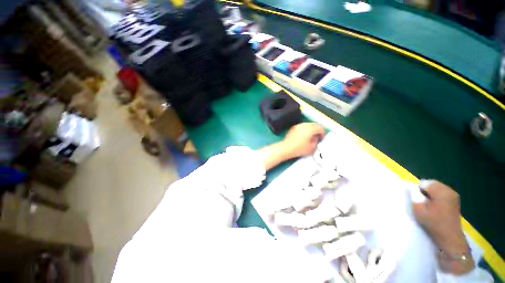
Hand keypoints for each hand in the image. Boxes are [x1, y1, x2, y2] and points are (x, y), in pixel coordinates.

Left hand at [281, 123, 324, 158]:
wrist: (286, 148)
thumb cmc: (299, 149)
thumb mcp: (311, 147)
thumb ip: (316, 141)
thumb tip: (316, 138)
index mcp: (310, 128)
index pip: (320, 128)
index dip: (323, 133)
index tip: (322, 139)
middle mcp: (304, 125)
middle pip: (314, 124)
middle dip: (317, 130)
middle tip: (318, 137)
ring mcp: (298, 125)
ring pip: (308, 125)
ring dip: (311, 129)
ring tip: (311, 136)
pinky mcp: (293, 128)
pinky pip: (302, 126)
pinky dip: (305, 130)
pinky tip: (304, 136)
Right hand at [412, 180, 473, 273]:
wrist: (450, 239)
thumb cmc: (433, 222)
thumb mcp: (418, 208)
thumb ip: (413, 195)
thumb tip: (409, 187)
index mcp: (441, 190)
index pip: (423, 183)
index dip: (416, 190)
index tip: (415, 200)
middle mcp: (449, 190)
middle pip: (431, 185)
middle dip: (423, 193)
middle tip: (420, 204)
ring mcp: (454, 197)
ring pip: (436, 191)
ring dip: (429, 196)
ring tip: (427, 207)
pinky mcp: (455, 203)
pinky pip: (441, 196)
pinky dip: (435, 200)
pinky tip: (434, 209)